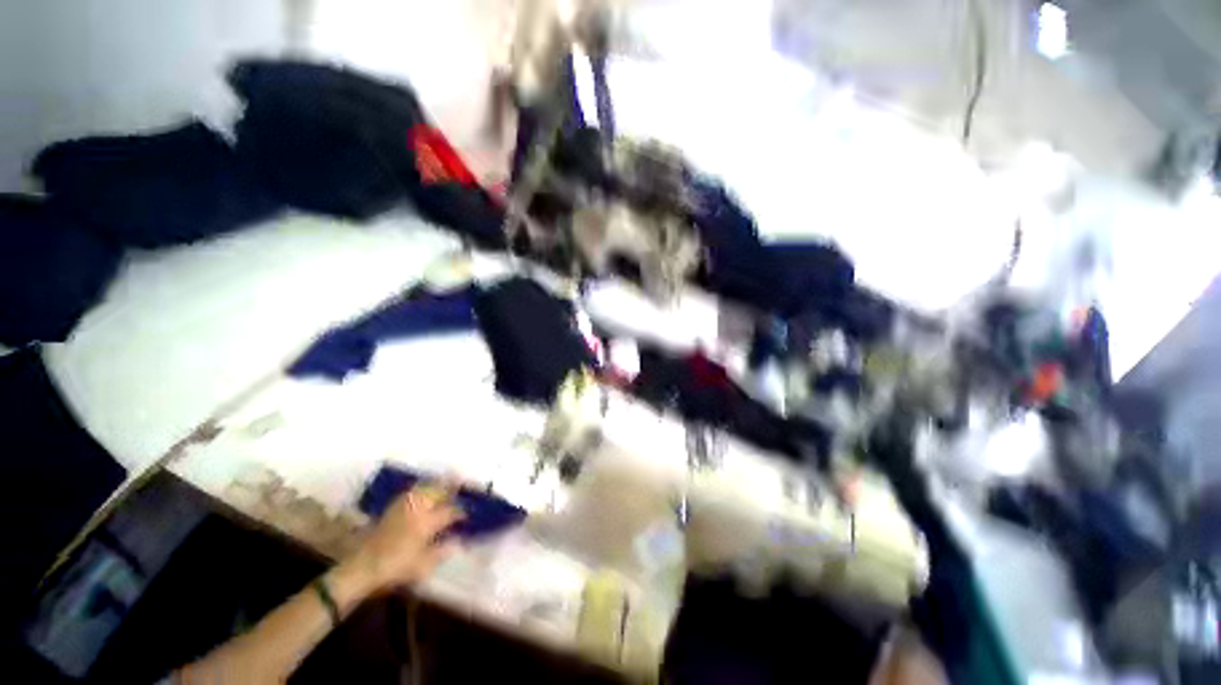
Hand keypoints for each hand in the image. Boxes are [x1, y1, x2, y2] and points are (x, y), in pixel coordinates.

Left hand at [347, 487, 463, 592]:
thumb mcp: (422, 566)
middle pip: (438, 491)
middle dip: (451, 486)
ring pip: (424, 488)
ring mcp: (403, 506)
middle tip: (462, 483)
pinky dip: (421, 488)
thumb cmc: (395, 568)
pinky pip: (411, 492)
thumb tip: (458, 541)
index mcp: (428, 522)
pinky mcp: (392, 508)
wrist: (361, 567)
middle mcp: (418, 508)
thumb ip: (442, 551)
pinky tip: (423, 490)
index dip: (461, 512)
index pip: (450, 511)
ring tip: (446, 480)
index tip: (468, 514)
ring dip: (437, 484)